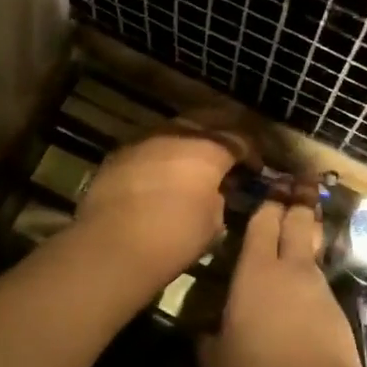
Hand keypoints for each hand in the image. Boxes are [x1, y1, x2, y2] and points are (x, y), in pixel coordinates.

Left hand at [73, 122, 247, 284]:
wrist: (112, 245)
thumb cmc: (173, 238)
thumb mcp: (213, 223)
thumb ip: (218, 198)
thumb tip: (213, 192)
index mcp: (208, 149)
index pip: (239, 139)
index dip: (251, 152)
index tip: (255, 168)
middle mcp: (176, 135)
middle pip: (206, 121)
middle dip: (221, 133)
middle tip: (229, 151)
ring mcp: (143, 141)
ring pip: (173, 130)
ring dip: (188, 142)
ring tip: (193, 161)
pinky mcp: (117, 155)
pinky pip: (148, 147)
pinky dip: (160, 156)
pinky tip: (161, 173)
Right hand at [201, 199, 363, 366]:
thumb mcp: (215, 362)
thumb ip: (207, 340)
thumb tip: (203, 333)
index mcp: (256, 270)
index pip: (263, 222)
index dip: (267, 204)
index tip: (270, 188)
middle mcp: (291, 269)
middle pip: (298, 222)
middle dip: (296, 204)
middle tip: (296, 189)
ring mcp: (319, 288)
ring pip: (312, 252)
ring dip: (306, 241)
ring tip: (297, 237)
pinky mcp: (338, 312)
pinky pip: (320, 284)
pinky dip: (310, 280)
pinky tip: (302, 292)